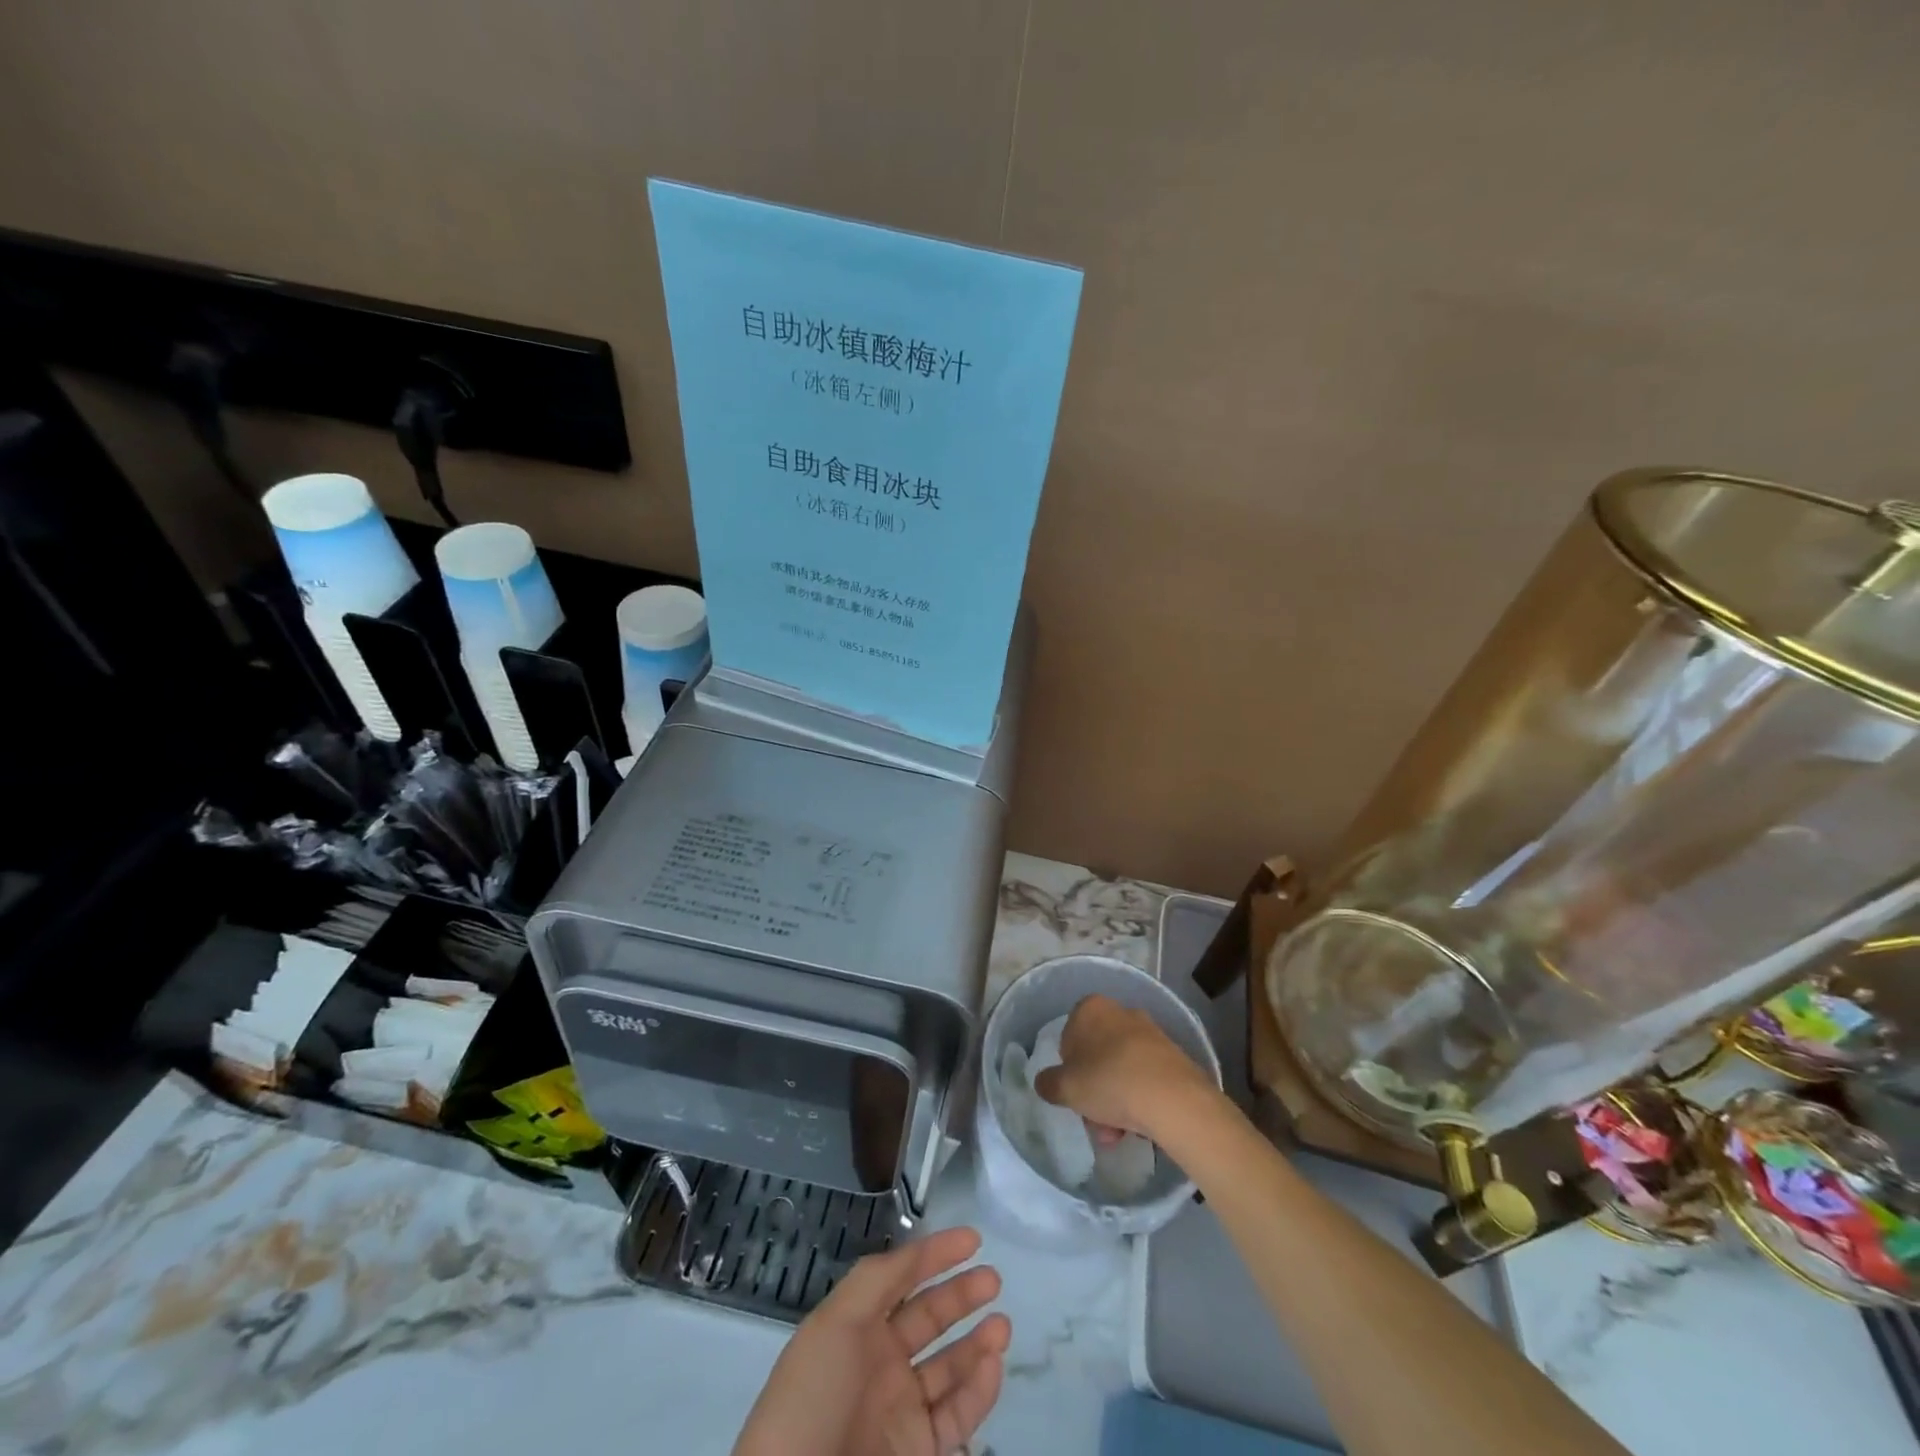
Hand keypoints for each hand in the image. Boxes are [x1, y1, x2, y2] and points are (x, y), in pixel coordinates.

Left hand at [731, 1225, 1011, 1455]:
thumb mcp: (833, 1323)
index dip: (935, 1255)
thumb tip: (916, 1251)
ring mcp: (901, 1410)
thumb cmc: (813, 1398)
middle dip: (961, 1294)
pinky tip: (993, 1366)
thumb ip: (877, 1280)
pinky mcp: (919, 1452)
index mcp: (856, 1328)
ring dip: (977, 1343)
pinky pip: (956, 1416)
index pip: (902, 1279)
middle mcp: (880, 1363)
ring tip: (1002, 1325)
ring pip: (949, 1367)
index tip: (973, 1238)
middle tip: (993, 1279)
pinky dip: (979, 1391)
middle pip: (929, 1318)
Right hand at [1032, 994, 1220, 1141]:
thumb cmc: (1109, 1082)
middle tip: (1095, 1120)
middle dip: (1094, 1090)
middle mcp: (1121, 1011)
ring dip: (1115, 1100)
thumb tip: (1046, 1082)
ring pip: (1121, 1068)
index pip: (1068, 1036)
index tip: (1074, 1092)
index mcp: (1091, 1008)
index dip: (1068, 1068)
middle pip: (1097, 1054)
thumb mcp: (1065, 1087)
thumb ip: (1048, 1083)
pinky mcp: (1173, 1055)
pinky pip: (1145, 1076)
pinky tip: (1139, 1126)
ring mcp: (1150, 1032)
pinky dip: (1139, 1098)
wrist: (1173, 1098)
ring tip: (1118, 1133)